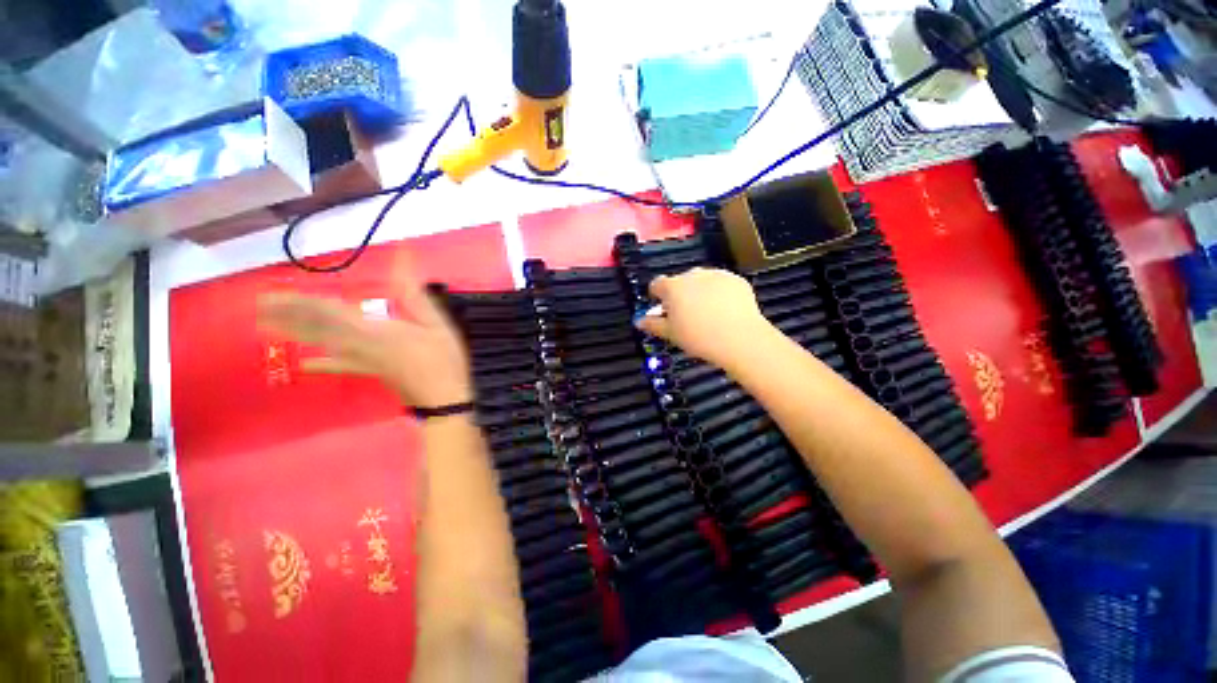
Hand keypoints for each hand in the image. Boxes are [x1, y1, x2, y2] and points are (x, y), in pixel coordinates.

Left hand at [257, 262, 471, 407]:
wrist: (444, 396)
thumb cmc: (442, 358)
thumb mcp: (435, 323)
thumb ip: (414, 295)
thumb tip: (403, 260)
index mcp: (375, 329)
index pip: (330, 312)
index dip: (301, 302)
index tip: (274, 293)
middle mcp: (360, 344)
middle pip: (318, 328)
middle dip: (288, 316)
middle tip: (259, 306)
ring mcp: (362, 360)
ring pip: (322, 344)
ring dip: (295, 334)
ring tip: (266, 326)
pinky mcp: (369, 371)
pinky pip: (339, 366)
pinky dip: (321, 365)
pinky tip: (304, 365)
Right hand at [635, 268, 773, 369]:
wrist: (739, 339)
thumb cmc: (698, 337)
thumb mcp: (670, 334)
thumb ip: (652, 324)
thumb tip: (638, 321)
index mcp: (673, 287)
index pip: (657, 284)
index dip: (657, 296)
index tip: (663, 309)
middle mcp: (693, 275)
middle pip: (680, 282)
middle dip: (680, 294)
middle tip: (687, 315)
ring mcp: (716, 275)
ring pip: (702, 281)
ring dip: (700, 292)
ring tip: (708, 314)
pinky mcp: (736, 280)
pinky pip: (722, 284)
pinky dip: (720, 293)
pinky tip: (725, 311)